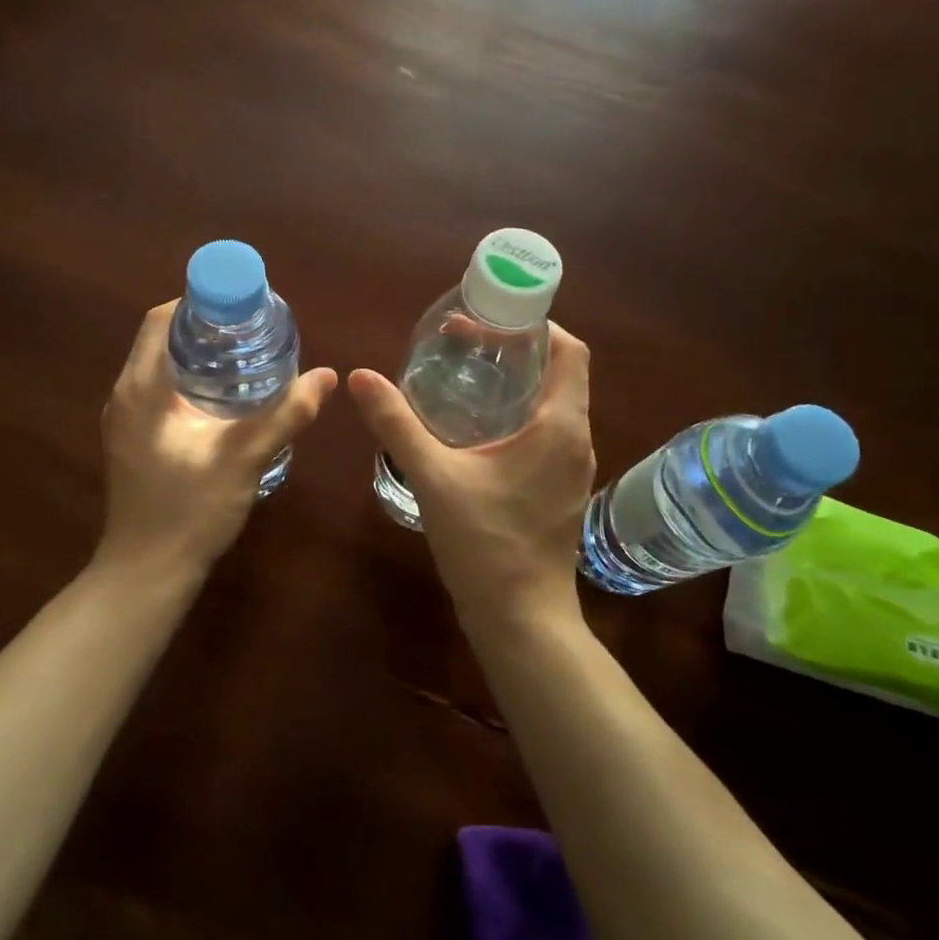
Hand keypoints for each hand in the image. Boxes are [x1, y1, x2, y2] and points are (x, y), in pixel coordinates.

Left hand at [97, 301, 336, 575]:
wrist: (146, 573)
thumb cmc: (188, 512)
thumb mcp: (243, 459)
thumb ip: (285, 416)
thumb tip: (326, 376)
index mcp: (141, 389)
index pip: (162, 320)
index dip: (200, 302)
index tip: (243, 306)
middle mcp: (125, 396)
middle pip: (162, 340)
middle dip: (207, 328)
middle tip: (256, 331)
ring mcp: (126, 420)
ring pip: (161, 367)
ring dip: (200, 356)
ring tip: (248, 358)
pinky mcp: (133, 441)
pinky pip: (161, 392)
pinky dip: (191, 382)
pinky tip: (227, 400)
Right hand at [349, 324, 594, 632]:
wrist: (520, 619)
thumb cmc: (485, 544)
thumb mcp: (434, 478)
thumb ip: (397, 424)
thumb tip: (360, 376)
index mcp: (560, 426)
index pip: (570, 351)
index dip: (537, 325)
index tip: (492, 320)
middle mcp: (577, 439)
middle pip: (560, 373)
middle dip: (517, 351)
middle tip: (465, 344)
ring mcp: (572, 468)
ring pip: (553, 405)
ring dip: (517, 384)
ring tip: (466, 377)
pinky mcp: (561, 490)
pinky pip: (547, 434)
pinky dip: (518, 416)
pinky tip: (476, 429)